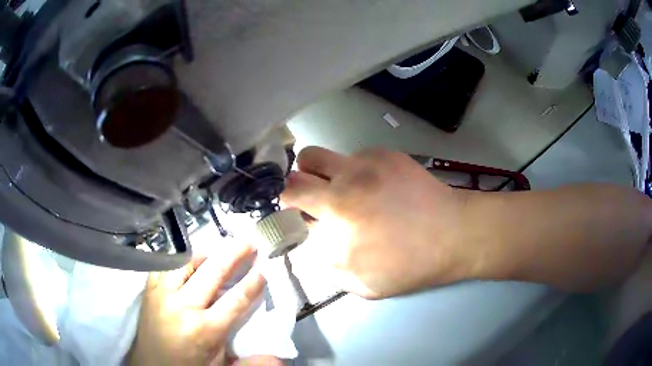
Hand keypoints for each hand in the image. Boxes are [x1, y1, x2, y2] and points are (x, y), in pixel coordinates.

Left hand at [128, 244, 281, 365]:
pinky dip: (181, 260)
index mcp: (204, 329)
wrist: (151, 364)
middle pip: (214, 271)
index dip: (253, 282)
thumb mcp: (218, 358)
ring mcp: (162, 293)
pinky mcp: (149, 288)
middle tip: (248, 242)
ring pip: (187, 261)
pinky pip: (167, 264)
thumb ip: (235, 334)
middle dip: (235, 254)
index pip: (236, 299)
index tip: (264, 268)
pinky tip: (190, 260)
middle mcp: (183, 306)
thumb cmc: (188, 364)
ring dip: (207, 253)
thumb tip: (257, 323)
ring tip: (219, 249)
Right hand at [282, 147, 472, 298]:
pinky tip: (373, 183)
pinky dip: (350, 169)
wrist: (453, 234)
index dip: (289, 218)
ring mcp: (361, 167)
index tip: (299, 221)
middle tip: (309, 201)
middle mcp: (341, 194)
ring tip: (332, 184)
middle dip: (292, 193)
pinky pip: (348, 156)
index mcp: (335, 230)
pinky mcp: (381, 153)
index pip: (288, 215)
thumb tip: (306, 246)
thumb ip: (326, 268)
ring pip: (312, 157)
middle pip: (291, 181)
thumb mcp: (363, 285)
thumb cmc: (410, 266)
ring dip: (312, 172)